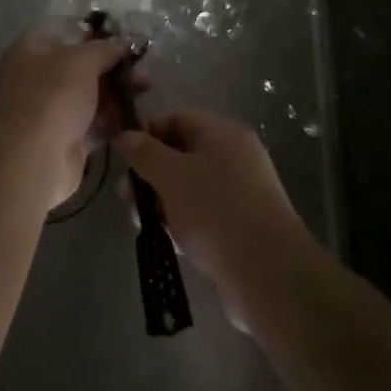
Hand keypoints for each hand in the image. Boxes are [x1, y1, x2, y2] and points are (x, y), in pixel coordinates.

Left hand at [0, 29, 129, 210]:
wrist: (31, 161)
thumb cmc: (52, 97)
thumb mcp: (81, 61)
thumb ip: (104, 49)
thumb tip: (121, 43)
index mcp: (29, 50)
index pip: (65, 34)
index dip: (95, 37)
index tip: (124, 44)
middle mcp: (34, 78)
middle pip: (79, 67)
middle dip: (112, 68)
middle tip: (142, 72)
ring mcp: (46, 111)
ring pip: (87, 96)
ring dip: (115, 94)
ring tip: (145, 91)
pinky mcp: (60, 140)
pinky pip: (89, 124)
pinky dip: (109, 120)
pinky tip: (134, 117)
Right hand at [116, 109, 310, 331]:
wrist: (267, 273)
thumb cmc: (215, 211)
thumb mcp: (172, 176)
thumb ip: (145, 153)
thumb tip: (125, 134)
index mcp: (224, 134)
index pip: (179, 117)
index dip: (148, 131)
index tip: (123, 155)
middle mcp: (235, 158)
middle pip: (181, 154)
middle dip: (150, 173)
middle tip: (126, 197)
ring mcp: (239, 193)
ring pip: (189, 187)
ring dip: (161, 201)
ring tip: (141, 222)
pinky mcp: (239, 226)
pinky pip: (201, 213)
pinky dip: (181, 221)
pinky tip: (166, 239)